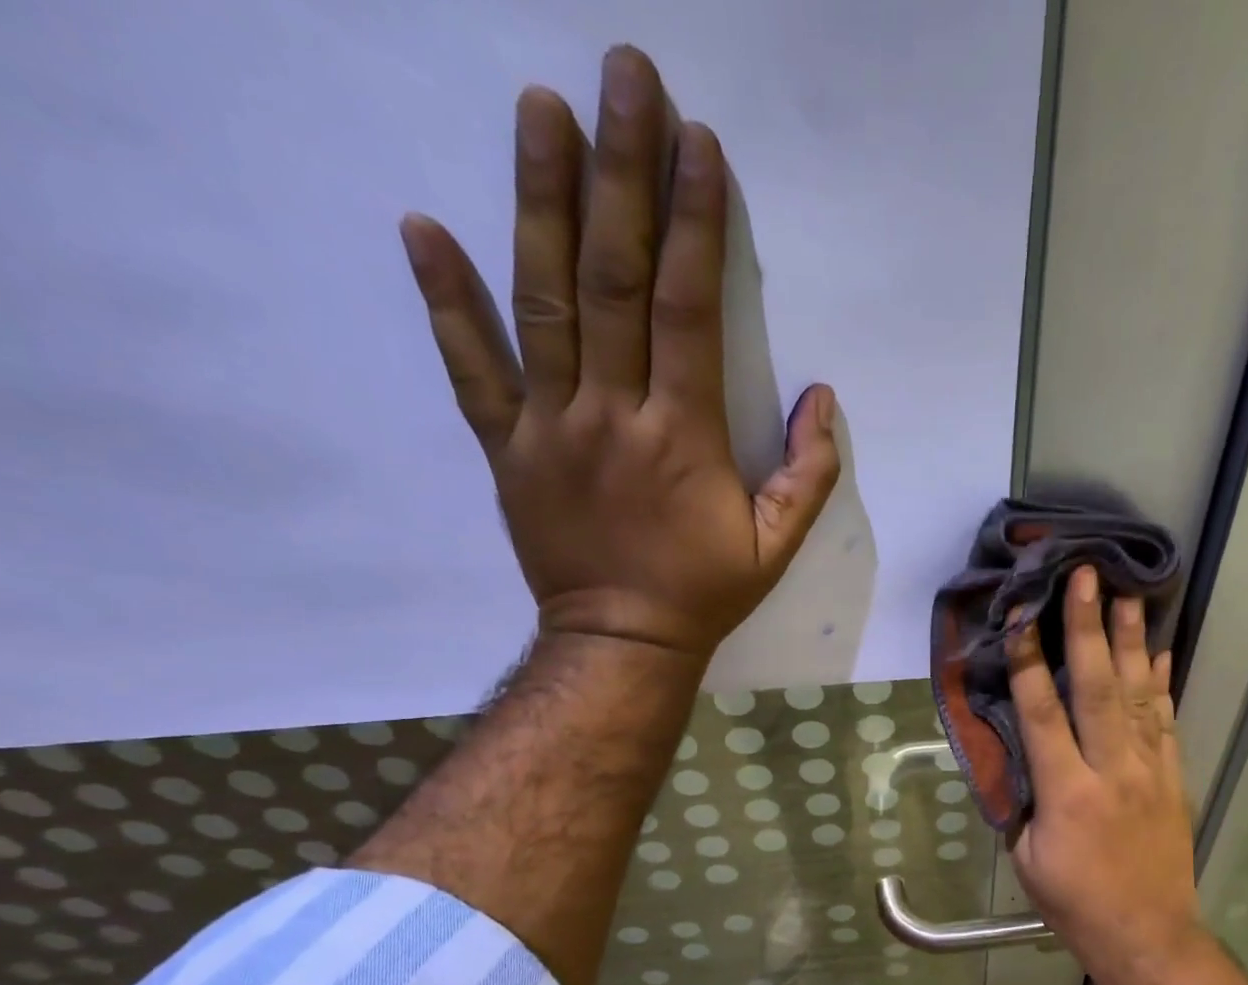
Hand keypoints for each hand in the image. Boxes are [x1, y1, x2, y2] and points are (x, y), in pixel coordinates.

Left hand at [398, 46, 840, 662]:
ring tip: (539, 109)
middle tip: (623, 77)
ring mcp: (549, 427)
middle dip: (622, 172)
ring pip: (541, 301)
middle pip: (613, 278)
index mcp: (683, 436)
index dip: (693, 223)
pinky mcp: (506, 449)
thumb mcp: (777, 546)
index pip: (686, 309)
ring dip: (540, 201)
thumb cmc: (705, 593)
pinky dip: (446, 301)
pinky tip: (423, 227)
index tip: (697, 145)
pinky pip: (472, 370)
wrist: (621, 643)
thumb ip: (809, 475)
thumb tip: (824, 399)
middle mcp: (612, 413)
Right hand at [1008, 566, 1203, 978]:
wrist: (1148, 936)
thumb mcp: (1027, 857)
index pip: (1041, 713)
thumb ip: (1023, 800)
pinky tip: (1160, 652)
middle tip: (1086, 577)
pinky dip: (1162, 684)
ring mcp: (1149, 770)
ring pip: (1138, 695)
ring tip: (1129, 595)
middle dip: (1088, 628)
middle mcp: (1111, 769)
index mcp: (1066, 791)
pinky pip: (1166, 722)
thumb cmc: (1075, 903)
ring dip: (1131, 642)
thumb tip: (1018, 756)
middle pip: (1097, 687)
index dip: (1028, 661)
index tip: (1020, 617)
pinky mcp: (1172, 778)